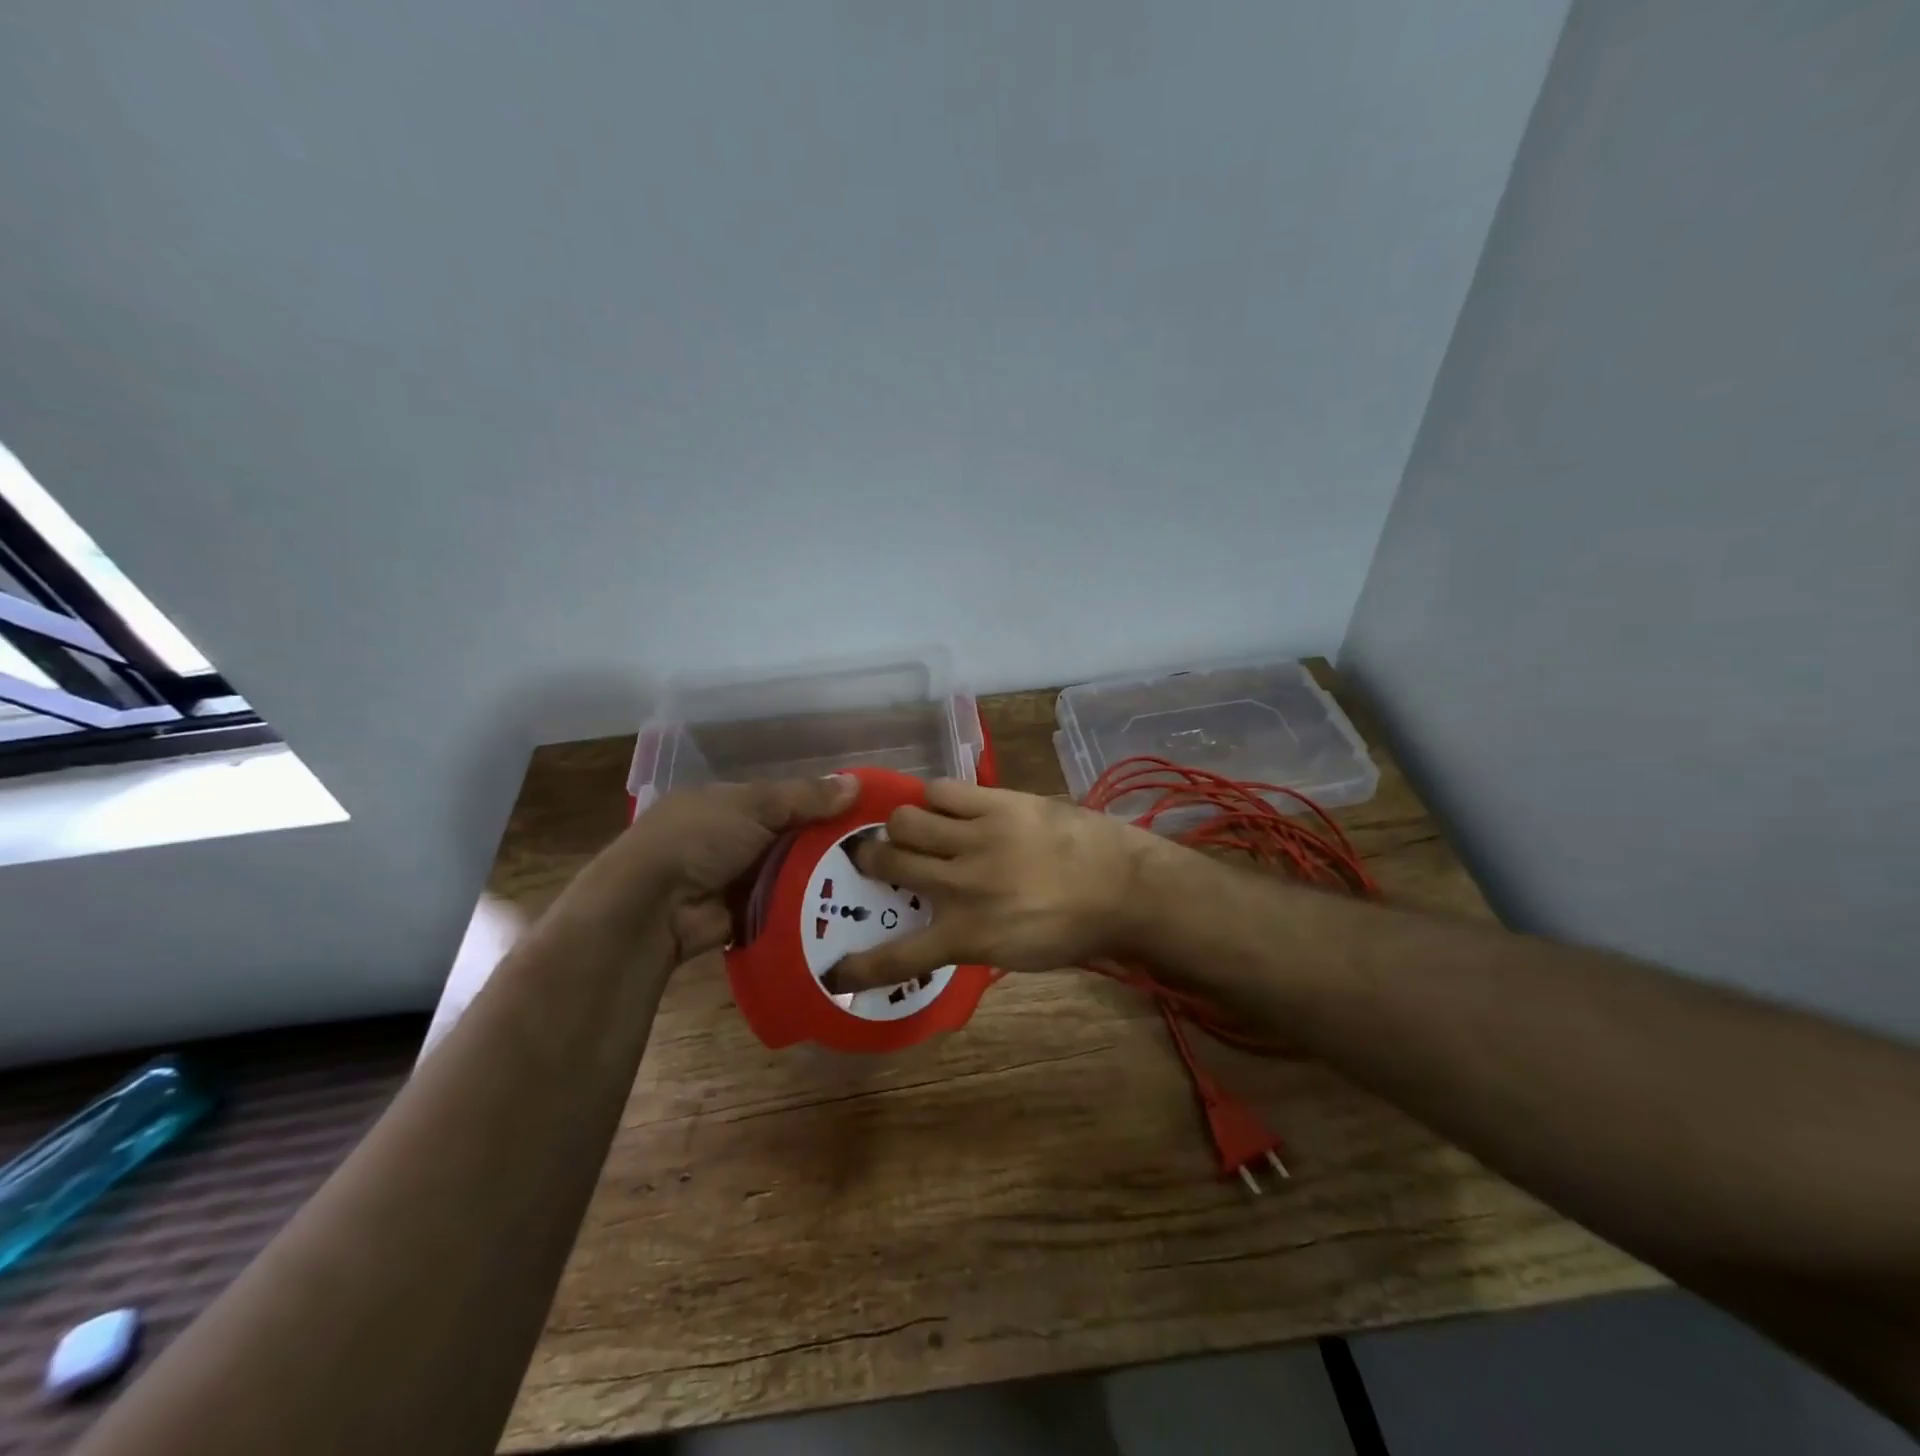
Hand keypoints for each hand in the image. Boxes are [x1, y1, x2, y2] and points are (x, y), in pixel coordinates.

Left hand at [555, 775, 857, 962]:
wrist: (652, 906)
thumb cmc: (699, 838)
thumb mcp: (754, 805)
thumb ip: (804, 797)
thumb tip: (856, 785)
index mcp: (731, 803)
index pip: (788, 800)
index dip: (824, 805)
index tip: (865, 814)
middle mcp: (734, 839)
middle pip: (794, 839)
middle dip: (829, 845)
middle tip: (878, 852)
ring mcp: (737, 879)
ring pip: (792, 874)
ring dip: (822, 878)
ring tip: (873, 882)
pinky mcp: (744, 915)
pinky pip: (784, 907)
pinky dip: (807, 907)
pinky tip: (847, 909)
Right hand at [822, 779, 1168, 990]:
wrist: (1124, 889)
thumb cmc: (1072, 930)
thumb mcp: (1013, 953)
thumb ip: (966, 937)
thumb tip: (934, 921)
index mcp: (967, 935)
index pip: (899, 956)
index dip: (858, 967)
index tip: (834, 971)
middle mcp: (961, 885)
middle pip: (888, 862)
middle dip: (869, 860)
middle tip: (874, 856)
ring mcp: (977, 839)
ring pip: (906, 819)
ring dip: (901, 825)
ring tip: (913, 827)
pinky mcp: (998, 803)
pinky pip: (943, 790)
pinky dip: (936, 799)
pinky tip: (947, 806)